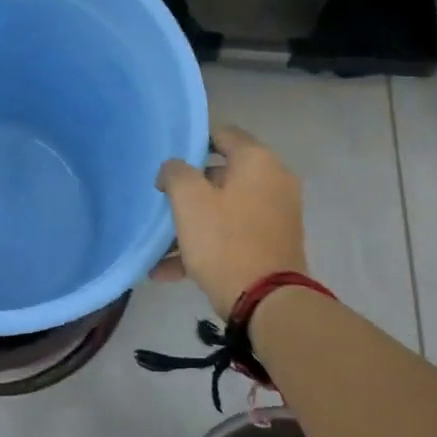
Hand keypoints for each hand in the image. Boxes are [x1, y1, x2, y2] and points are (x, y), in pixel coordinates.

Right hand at [153, 124, 307, 318]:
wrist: (268, 302)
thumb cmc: (225, 241)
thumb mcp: (189, 200)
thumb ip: (176, 173)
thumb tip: (174, 168)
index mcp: (257, 161)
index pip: (222, 134)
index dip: (192, 142)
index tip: (168, 161)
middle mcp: (273, 181)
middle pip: (222, 175)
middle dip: (189, 190)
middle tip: (162, 203)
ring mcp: (276, 215)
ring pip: (225, 209)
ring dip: (192, 224)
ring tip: (159, 245)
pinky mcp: (273, 245)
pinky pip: (233, 235)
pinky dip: (206, 246)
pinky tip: (169, 271)